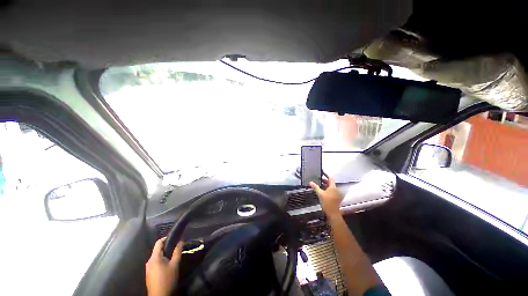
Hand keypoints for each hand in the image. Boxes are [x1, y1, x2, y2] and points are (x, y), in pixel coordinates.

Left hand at [146, 237, 182, 295]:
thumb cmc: (167, 279)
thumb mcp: (175, 264)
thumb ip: (177, 251)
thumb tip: (181, 240)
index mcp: (154, 257)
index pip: (158, 242)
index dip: (166, 238)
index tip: (175, 237)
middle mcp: (149, 261)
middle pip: (157, 250)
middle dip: (167, 247)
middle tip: (176, 246)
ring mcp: (148, 268)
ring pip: (156, 256)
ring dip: (164, 254)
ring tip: (173, 255)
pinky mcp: (149, 273)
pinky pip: (155, 262)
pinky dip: (161, 260)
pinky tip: (167, 264)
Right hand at [310, 174, 341, 217]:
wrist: (333, 213)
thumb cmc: (327, 203)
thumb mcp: (320, 194)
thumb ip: (315, 187)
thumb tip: (310, 182)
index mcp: (333, 187)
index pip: (330, 178)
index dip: (326, 175)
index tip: (322, 173)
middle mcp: (335, 189)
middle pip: (330, 183)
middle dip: (324, 180)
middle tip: (317, 179)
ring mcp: (336, 194)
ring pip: (330, 187)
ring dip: (324, 185)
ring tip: (318, 184)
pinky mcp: (335, 197)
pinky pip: (330, 191)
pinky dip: (326, 189)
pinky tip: (321, 191)